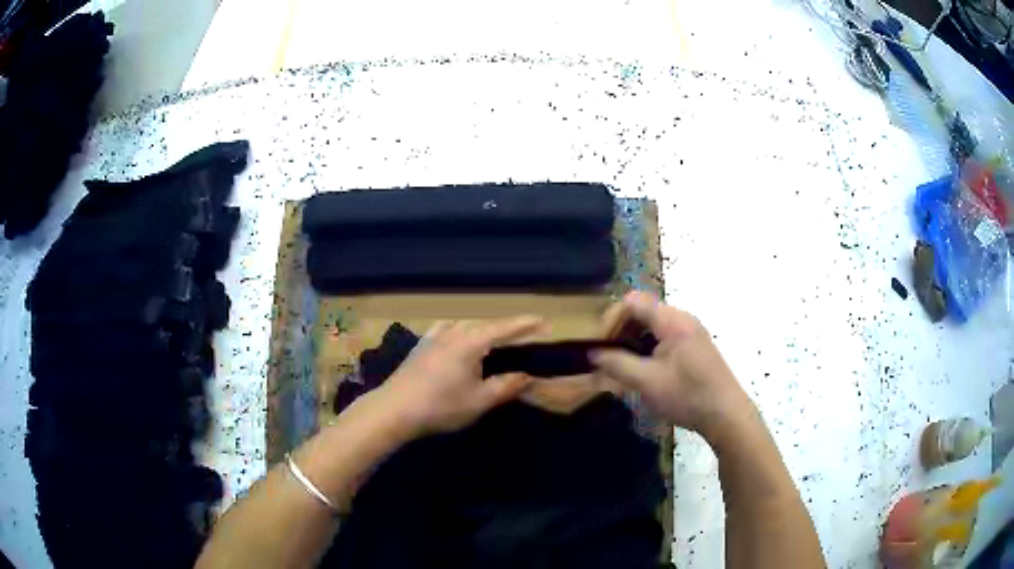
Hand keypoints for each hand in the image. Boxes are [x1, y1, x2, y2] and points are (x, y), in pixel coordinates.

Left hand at [378, 316, 544, 436]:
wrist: (395, 409)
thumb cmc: (441, 406)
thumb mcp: (479, 400)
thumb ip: (505, 386)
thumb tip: (525, 376)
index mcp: (471, 342)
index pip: (504, 328)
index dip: (525, 324)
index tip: (544, 321)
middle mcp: (454, 332)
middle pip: (486, 325)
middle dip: (506, 328)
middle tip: (524, 334)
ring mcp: (434, 337)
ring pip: (466, 326)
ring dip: (483, 330)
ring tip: (495, 339)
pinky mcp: (421, 346)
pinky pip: (446, 329)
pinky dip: (459, 330)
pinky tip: (457, 335)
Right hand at [592, 291, 752, 441]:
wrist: (726, 415)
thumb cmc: (688, 396)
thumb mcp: (647, 382)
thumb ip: (617, 364)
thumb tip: (593, 353)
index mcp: (672, 321)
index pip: (632, 302)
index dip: (611, 320)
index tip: (599, 345)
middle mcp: (682, 319)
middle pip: (641, 312)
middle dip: (620, 332)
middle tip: (606, 358)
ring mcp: (689, 332)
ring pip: (651, 326)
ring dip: (632, 342)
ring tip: (620, 367)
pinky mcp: (693, 347)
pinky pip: (663, 337)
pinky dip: (646, 349)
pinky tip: (641, 371)